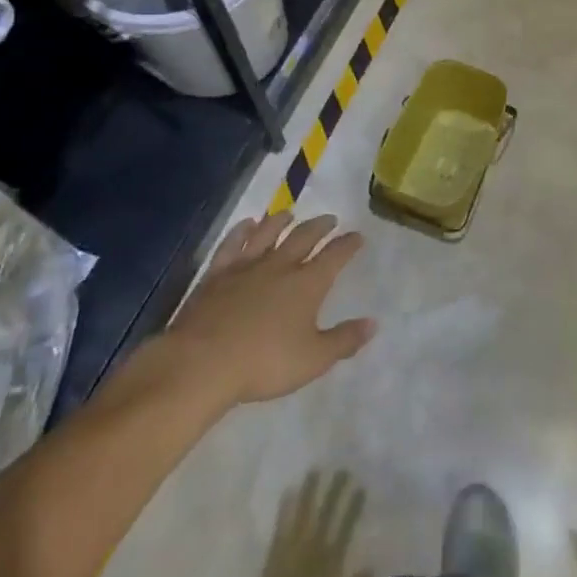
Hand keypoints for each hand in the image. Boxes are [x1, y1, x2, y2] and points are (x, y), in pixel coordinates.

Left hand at [116, 209, 376, 425]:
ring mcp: (246, 266)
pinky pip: (232, 244)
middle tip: (330, 219)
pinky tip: (246, 224)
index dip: (348, 244)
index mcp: (308, 283)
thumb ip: (344, 340)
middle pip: (304, 237)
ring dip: (280, 221)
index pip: (335, 255)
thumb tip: (373, 323)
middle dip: (320, 226)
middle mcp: (280, 266)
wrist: (202, 363)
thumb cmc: (264, 363)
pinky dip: (241, 231)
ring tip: (289, 214)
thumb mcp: (313, 359)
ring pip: (268, 233)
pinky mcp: (217, 274)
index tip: (358, 236)